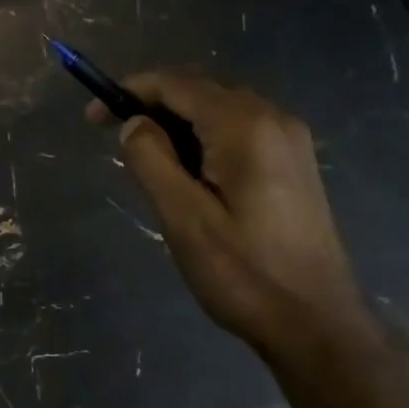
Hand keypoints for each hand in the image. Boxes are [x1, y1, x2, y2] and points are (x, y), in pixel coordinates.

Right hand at [89, 72, 370, 358]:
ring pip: (221, 110)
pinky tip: (189, 172)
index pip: (177, 85)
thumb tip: (135, 124)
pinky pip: (241, 131)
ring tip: (147, 159)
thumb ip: (152, 161)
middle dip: (154, 104)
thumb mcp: (184, 219)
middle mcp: (274, 118)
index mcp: (245, 126)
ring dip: (179, 123)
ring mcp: (291, 140)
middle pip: (202, 90)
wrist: (315, 322)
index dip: (130, 91)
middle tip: (116, 138)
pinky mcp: (295, 164)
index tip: (93, 117)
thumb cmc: (244, 274)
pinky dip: (206, 138)